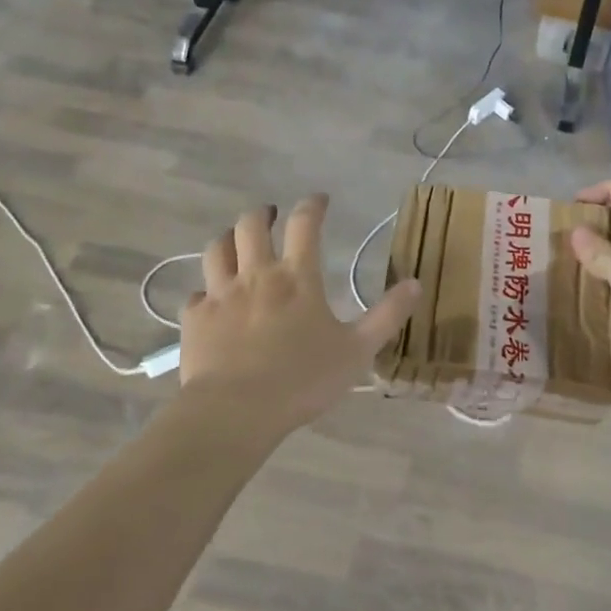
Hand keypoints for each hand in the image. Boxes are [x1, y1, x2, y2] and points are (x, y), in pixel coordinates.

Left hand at [179, 196, 419, 444]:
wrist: (236, 411)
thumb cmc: (303, 379)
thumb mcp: (358, 350)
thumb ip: (387, 315)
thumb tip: (416, 283)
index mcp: (297, 278)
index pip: (304, 224)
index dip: (312, 205)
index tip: (319, 200)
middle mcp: (256, 275)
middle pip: (251, 225)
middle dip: (263, 213)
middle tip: (272, 215)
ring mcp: (220, 295)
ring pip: (217, 249)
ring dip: (228, 240)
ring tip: (236, 243)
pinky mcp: (195, 319)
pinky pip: (196, 294)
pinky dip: (206, 292)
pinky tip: (211, 301)